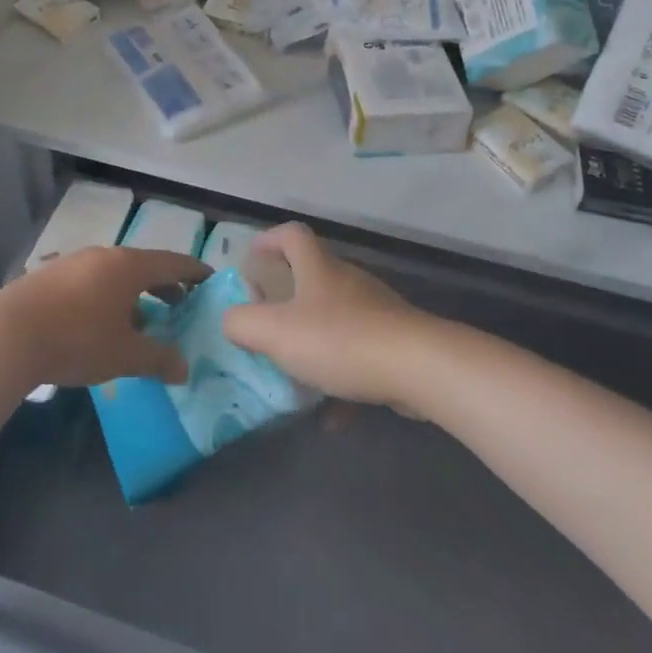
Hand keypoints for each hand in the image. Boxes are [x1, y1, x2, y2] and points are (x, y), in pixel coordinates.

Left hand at [0, 246, 207, 388]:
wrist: (6, 335)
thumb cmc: (76, 339)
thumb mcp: (124, 355)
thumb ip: (158, 359)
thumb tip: (184, 369)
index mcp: (128, 266)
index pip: (172, 262)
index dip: (194, 272)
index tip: (210, 279)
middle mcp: (103, 255)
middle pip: (143, 265)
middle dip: (164, 286)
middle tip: (181, 305)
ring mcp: (73, 263)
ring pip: (115, 274)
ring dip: (134, 294)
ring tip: (142, 322)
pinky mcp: (49, 276)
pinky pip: (91, 281)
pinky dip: (108, 297)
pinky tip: (101, 324)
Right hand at [222, 223, 432, 407]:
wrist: (418, 367)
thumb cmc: (340, 340)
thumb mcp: (276, 332)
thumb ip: (243, 323)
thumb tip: (233, 320)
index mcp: (318, 269)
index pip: (292, 235)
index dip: (268, 240)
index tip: (251, 260)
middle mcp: (347, 282)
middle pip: (313, 276)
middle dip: (287, 298)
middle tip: (266, 323)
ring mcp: (376, 311)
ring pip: (336, 319)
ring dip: (313, 342)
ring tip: (295, 374)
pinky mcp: (395, 342)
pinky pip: (359, 356)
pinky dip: (341, 380)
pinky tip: (333, 416)